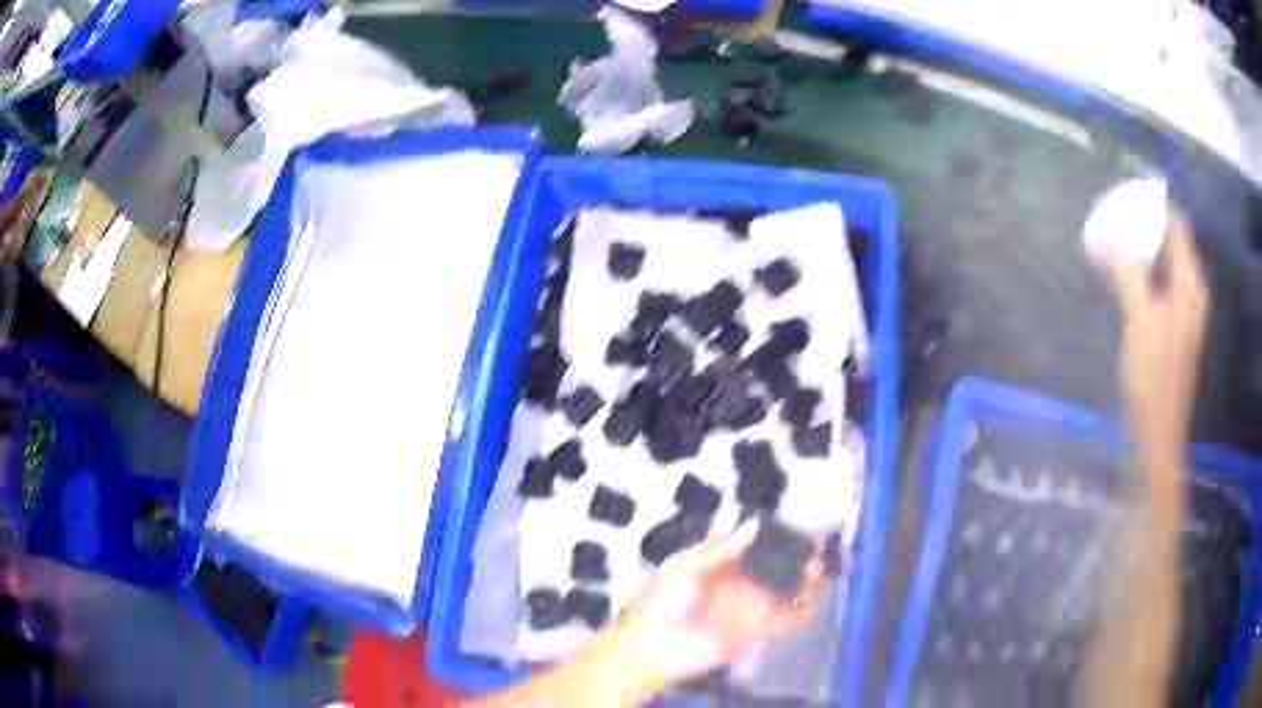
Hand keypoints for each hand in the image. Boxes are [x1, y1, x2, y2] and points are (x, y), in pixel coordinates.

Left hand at [608, 520, 821, 692]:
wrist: (653, 648)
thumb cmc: (662, 602)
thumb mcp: (684, 567)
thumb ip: (719, 549)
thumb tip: (754, 524)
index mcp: (722, 565)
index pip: (755, 546)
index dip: (775, 537)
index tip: (796, 525)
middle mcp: (742, 584)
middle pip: (777, 568)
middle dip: (796, 558)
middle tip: (814, 549)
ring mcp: (752, 608)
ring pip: (787, 591)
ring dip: (804, 582)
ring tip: (814, 571)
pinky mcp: (758, 632)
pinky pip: (786, 621)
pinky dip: (801, 614)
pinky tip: (811, 603)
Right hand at [1100, 210, 1207, 479]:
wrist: (1159, 436)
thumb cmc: (1155, 381)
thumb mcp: (1141, 323)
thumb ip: (1130, 275)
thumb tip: (1113, 238)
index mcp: (1190, 285)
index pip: (1177, 225)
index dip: (1155, 203)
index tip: (1127, 191)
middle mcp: (1191, 291)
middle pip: (1172, 240)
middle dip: (1145, 222)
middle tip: (1115, 210)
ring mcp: (1184, 310)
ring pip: (1164, 262)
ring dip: (1142, 247)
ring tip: (1114, 235)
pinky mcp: (1173, 325)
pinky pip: (1159, 282)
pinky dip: (1143, 270)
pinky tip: (1123, 272)